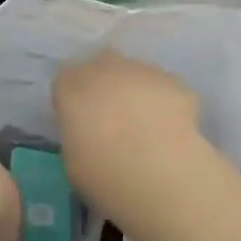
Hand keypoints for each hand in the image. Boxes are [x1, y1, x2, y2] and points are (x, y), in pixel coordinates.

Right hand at [53, 51, 207, 219]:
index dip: (72, 99)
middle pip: (101, 64)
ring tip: (146, 123)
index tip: (79, 120)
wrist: (160, 176)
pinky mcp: (175, 82)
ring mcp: (143, 71)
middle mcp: (105, 69)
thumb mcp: (72, 161)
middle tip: (112, 115)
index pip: (65, 80)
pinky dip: (165, 101)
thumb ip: (76, 134)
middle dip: (104, 82)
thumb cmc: (104, 176)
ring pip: (135, 72)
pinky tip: (169, 127)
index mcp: (72, 87)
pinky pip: (165, 87)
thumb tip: (88, 132)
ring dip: (135, 89)